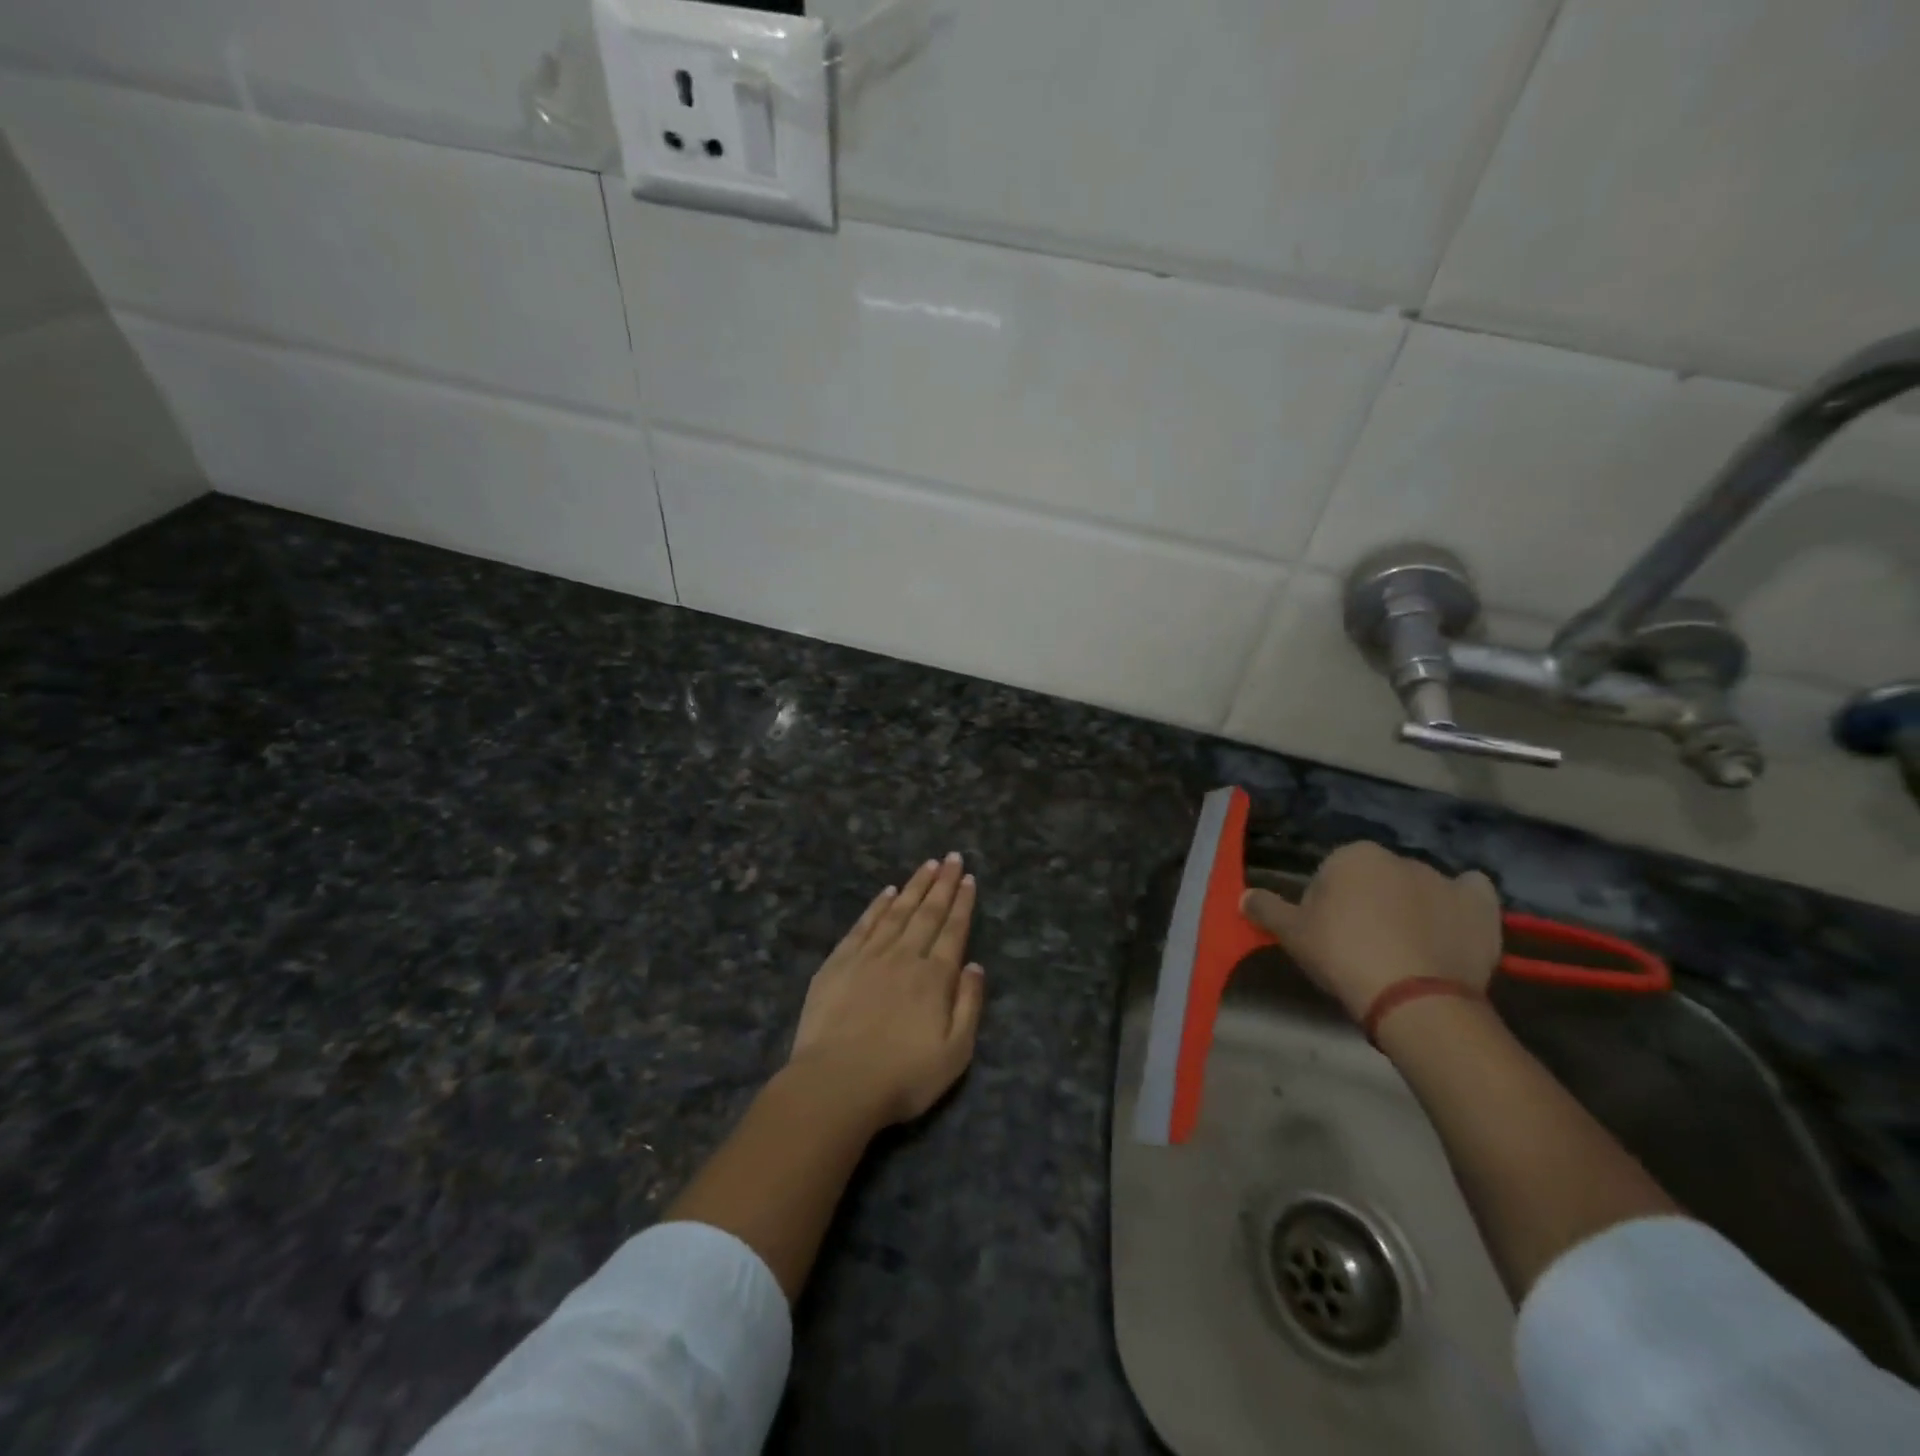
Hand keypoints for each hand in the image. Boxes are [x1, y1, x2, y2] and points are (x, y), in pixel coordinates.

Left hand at [788, 853, 986, 1126]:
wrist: (836, 1083)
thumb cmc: (902, 1076)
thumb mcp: (955, 1053)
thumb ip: (969, 1005)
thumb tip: (975, 965)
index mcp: (935, 977)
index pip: (953, 930)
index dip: (963, 903)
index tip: (968, 878)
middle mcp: (904, 956)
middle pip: (928, 912)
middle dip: (943, 883)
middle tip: (952, 857)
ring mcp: (869, 956)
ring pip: (897, 911)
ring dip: (914, 886)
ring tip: (928, 865)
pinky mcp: (839, 962)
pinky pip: (864, 924)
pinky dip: (877, 905)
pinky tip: (887, 892)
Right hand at [1241, 841, 1500, 1021]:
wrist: (1413, 998)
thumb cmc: (1343, 956)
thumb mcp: (1292, 935)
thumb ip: (1266, 910)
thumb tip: (1243, 896)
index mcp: (1353, 855)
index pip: (1331, 875)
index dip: (1326, 906)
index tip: (1327, 937)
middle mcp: (1399, 858)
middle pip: (1375, 879)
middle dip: (1369, 903)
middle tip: (1362, 946)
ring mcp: (1444, 880)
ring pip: (1419, 889)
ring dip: (1412, 908)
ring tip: (1407, 952)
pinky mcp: (1481, 906)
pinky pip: (1470, 895)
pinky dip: (1461, 905)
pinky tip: (1451, 928)